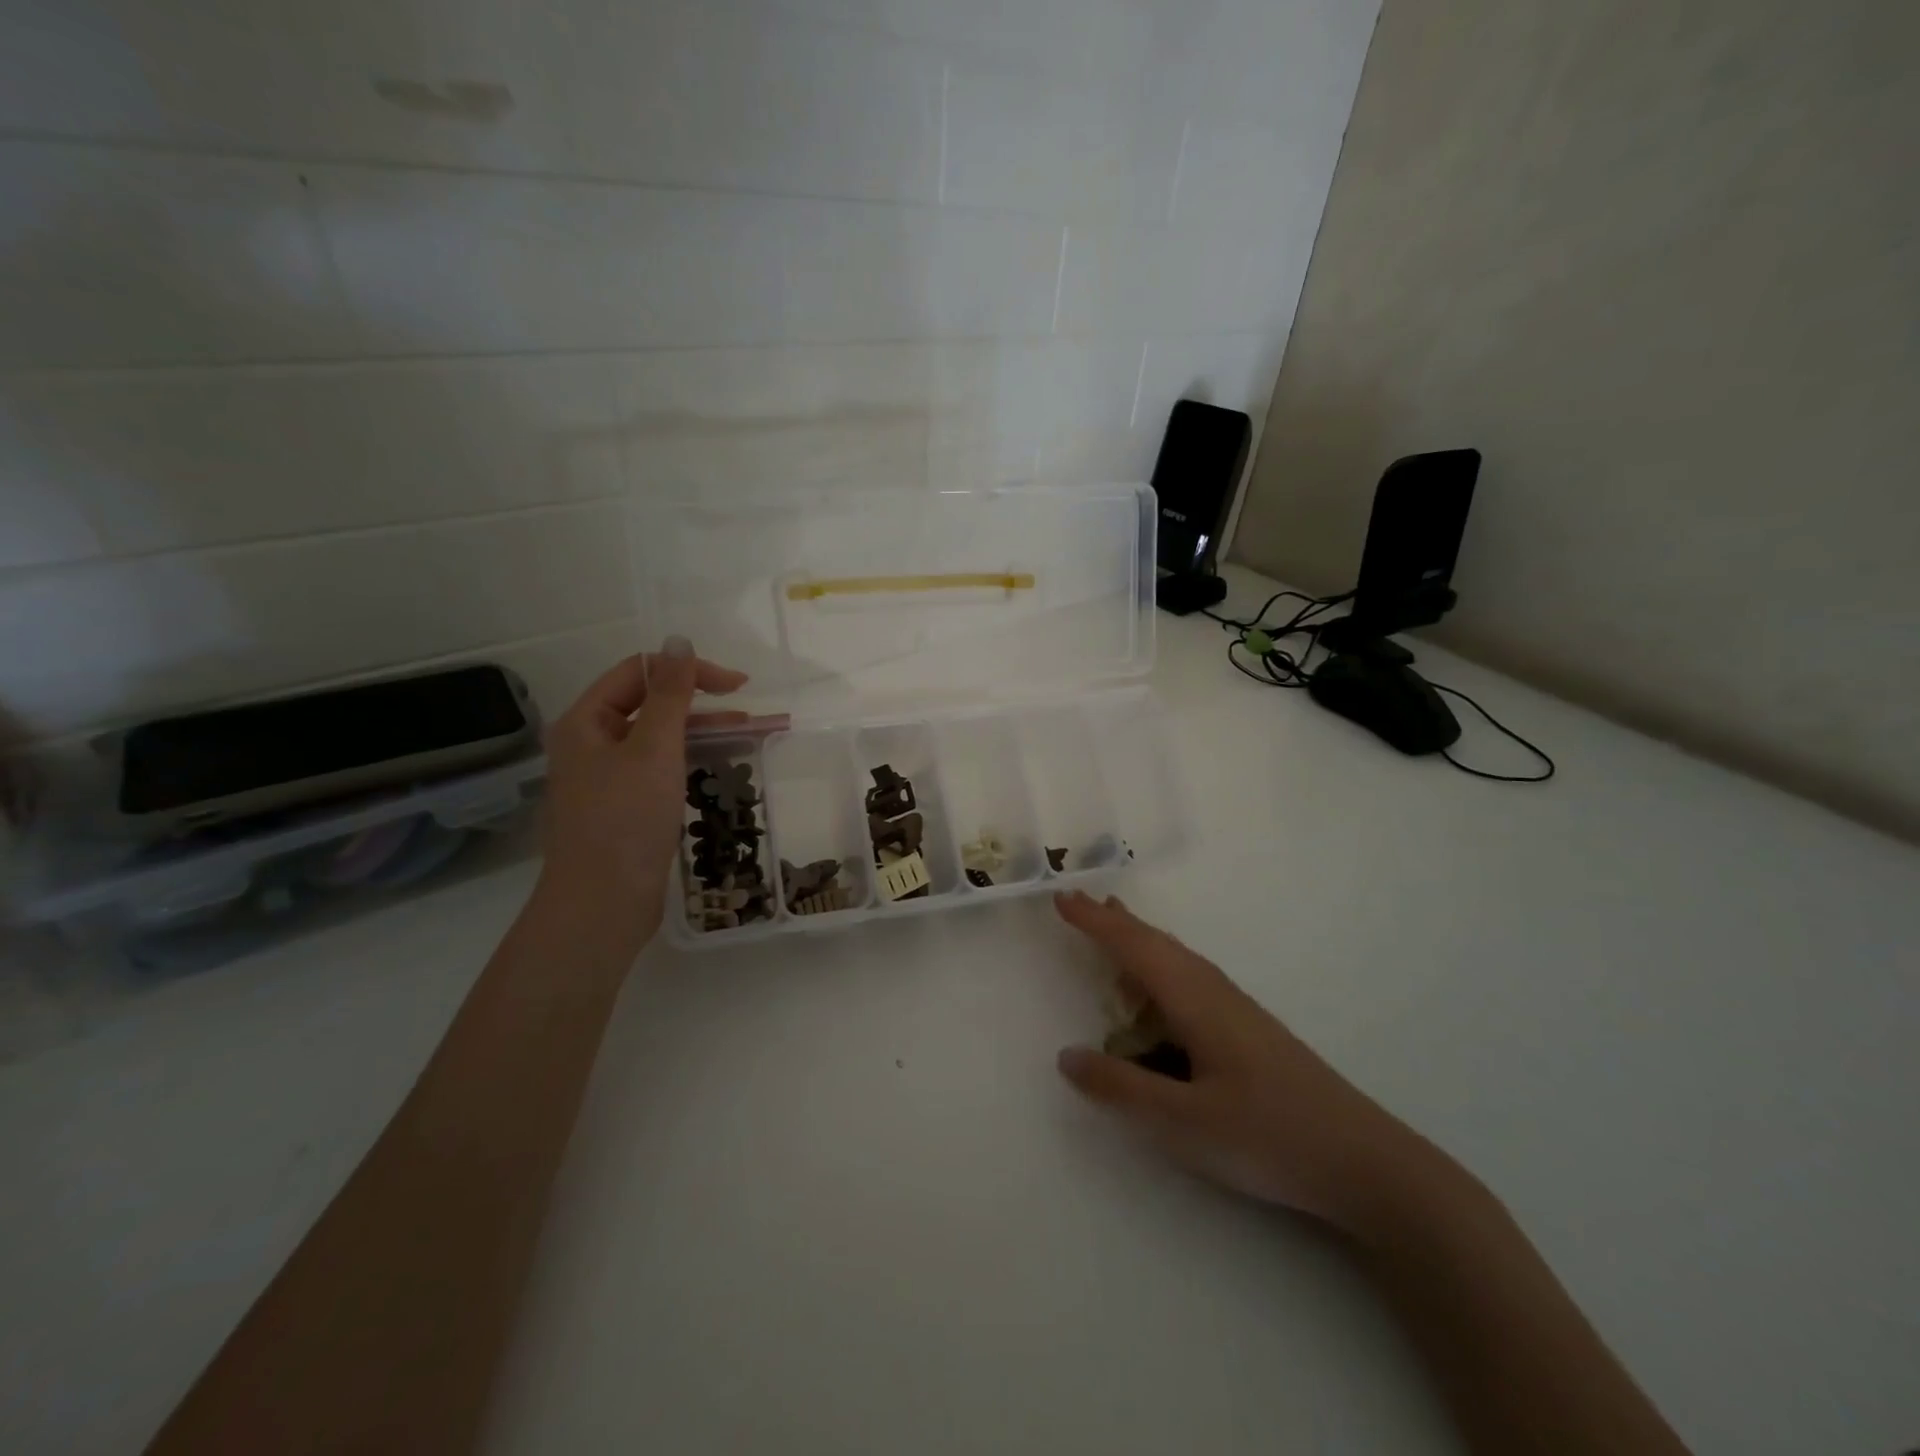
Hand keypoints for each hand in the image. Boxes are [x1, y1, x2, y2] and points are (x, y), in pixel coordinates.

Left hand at [538, 638, 747, 940]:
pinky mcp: (625, 808)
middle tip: (752, 710)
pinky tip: (723, 764)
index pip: (639, 673)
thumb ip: (670, 694)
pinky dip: (693, 760)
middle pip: (650, 705)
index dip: (688, 671)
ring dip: (705, 732)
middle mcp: (592, 744)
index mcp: (586, 721)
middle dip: (703, 703)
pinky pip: (662, 769)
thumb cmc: (625, 820)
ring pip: (661, 739)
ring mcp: (608, 778)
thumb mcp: (653, 749)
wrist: (602, 905)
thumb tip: (679, 640)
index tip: (738, 685)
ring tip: (754, 733)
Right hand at [1054, 890, 1446, 1232]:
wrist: (1366, 1162)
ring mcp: (1237, 1009)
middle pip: (1157, 943)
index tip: (1062, 898)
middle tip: (1082, 904)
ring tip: (1115, 932)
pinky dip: (1161, 969)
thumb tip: (1067, 1056)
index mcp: (1195, 1000)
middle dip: (1116, 922)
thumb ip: (1121, 1088)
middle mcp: (1215, 992)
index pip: (1134, 947)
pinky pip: (1191, 981)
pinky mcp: (1250, 1031)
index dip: (1095, 922)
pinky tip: (1162, 996)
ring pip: (1177, 960)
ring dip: (1141, 942)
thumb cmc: (1268, 1136)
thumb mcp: (1183, 1122)